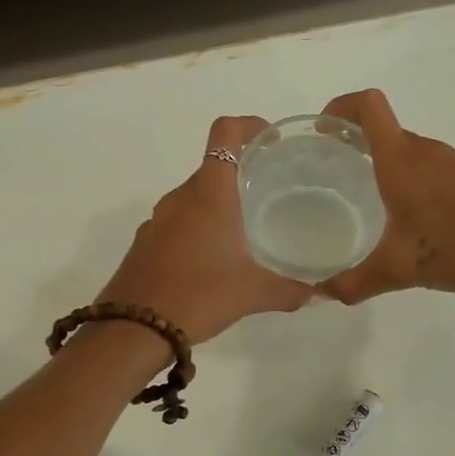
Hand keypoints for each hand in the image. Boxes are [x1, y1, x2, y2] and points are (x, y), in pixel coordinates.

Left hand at [96, 116, 312, 343]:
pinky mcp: (145, 243)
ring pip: (194, 198)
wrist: (132, 330)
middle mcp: (180, 197)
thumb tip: (322, 293)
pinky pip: (178, 223)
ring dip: (220, 205)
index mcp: (209, 193)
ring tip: (247, 230)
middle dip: (242, 174)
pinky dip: (199, 229)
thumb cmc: (198, 295)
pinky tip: (215, 260)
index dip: (250, 126)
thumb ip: (291, 290)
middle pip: (213, 168)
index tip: (272, 140)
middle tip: (273, 193)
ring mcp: (158, 220)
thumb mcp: (253, 293)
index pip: (226, 133)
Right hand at [319, 89, 454, 302]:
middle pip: (385, 130)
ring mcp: (453, 163)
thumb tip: (321, 294)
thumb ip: (355, 282)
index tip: (323, 130)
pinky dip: (410, 180)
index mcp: (402, 161)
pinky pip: (430, 168)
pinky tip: (409, 217)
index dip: (340, 107)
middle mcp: (426, 152)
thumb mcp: (401, 270)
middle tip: (333, 174)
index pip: (368, 106)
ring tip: (365, 198)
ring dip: (384, 164)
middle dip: (355, 143)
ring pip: (408, 152)